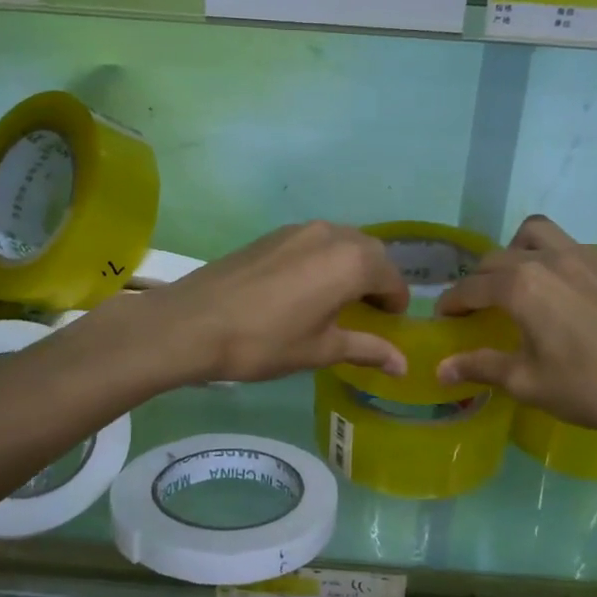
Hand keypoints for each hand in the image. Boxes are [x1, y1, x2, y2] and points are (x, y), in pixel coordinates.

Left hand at [138, 221, 409, 383]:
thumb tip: (403, 365)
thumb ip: (367, 349)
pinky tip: (307, 288)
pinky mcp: (273, 235)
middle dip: (377, 280)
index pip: (391, 277)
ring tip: (339, 300)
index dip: (396, 302)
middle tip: (369, 312)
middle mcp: (332, 235)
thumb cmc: (266, 341)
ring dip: (351, 266)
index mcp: (352, 262)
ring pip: (342, 242)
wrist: (193, 323)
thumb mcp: (321, 350)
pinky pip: (315, 242)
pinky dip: (325, 260)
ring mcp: (299, 230)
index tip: (391, 324)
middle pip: (370, 253)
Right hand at [434, 216, 596, 455]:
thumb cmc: (591, 387)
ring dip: (516, 251)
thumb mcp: (528, 383)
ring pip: (537, 235)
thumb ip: (481, 367)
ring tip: (519, 280)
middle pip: (499, 258)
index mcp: (522, 287)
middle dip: (479, 279)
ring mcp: (587, 256)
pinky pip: (573, 247)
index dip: (452, 302)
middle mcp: (549, 259)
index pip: (472, 287)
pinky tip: (567, 293)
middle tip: (477, 307)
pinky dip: (555, 260)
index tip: (443, 316)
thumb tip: (440, 369)